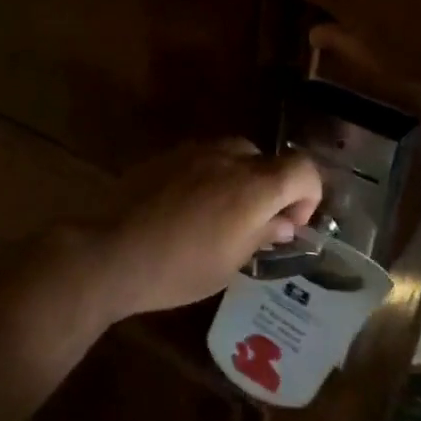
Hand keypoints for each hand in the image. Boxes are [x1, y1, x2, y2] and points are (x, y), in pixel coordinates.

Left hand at [74, 141, 322, 321]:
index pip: (302, 168)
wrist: (112, 252)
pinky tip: (188, 207)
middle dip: (270, 188)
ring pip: (234, 154)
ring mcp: (194, 151)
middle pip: (267, 160)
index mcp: (253, 186)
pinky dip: (209, 175)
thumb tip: (283, 222)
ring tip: (219, 215)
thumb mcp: (230, 263)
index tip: (289, 224)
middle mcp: (228, 158)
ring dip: (239, 180)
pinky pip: (203, 157)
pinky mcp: (167, 154)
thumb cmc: (179, 269)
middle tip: (253, 224)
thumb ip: (263, 234)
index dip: (308, 194)